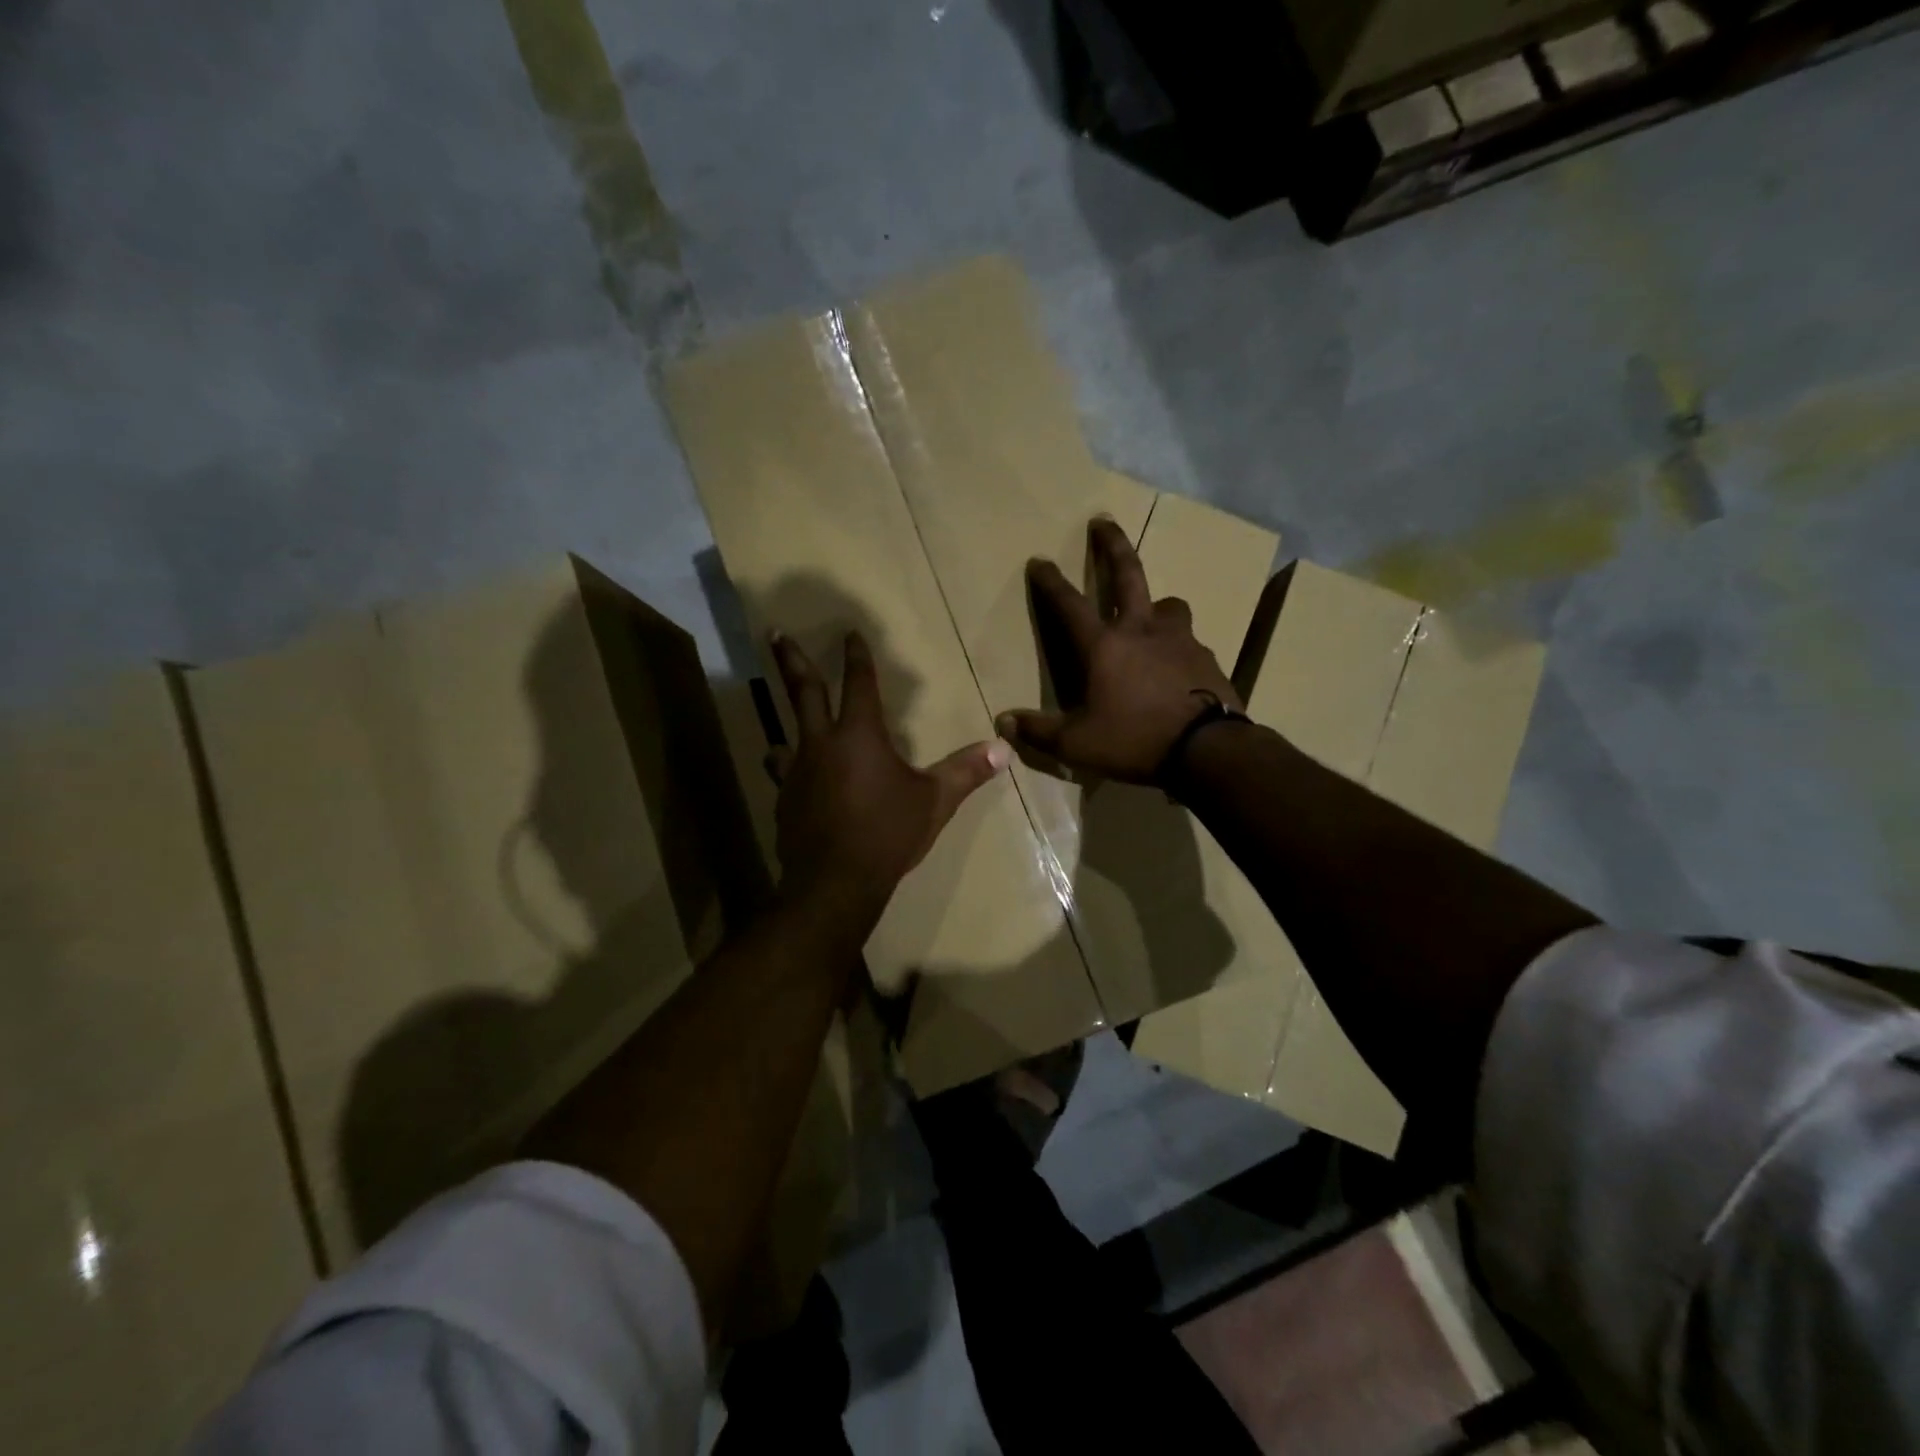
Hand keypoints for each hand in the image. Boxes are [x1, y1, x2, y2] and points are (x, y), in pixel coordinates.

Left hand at [770, 630, 1009, 918]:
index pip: (858, 683)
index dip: (856, 657)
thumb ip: (966, 771)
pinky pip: (784, 776)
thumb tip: (1004, 749)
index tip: (849, 634)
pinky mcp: (785, 801)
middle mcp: (821, 744)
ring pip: (786, 736)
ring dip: (785, 724)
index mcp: (859, 735)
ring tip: (781, 729)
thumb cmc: (888, 833)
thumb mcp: (934, 801)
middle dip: (791, 660)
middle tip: (775, 634)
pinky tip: (794, 785)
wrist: (834, 882)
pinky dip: (790, 772)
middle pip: (803, 692)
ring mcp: (796, 772)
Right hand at [997, 517, 1242, 784]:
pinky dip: (1178, 647)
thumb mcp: (1077, 744)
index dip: (1051, 582)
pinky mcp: (1207, 658)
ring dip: (1157, 605)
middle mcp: (1142, 631)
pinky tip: (1178, 667)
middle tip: (1103, 521)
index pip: (1069, 605)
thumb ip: (1040, 732)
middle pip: (1127, 574)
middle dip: (1111, 545)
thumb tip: (1003, 723)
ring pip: (1169, 606)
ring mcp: (1179, 640)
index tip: (1040, 559)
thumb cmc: (1134, 740)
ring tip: (1154, 616)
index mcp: (1105, 646)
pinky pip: (1189, 642)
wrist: (1207, 750)